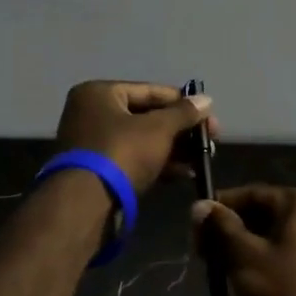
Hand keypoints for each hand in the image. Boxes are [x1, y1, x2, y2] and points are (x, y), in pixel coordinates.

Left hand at [55, 81, 214, 194]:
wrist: (86, 204)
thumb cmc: (122, 152)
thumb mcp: (159, 129)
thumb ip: (184, 113)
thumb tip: (206, 100)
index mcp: (98, 93)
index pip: (149, 91)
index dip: (182, 102)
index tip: (208, 115)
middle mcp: (90, 113)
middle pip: (145, 116)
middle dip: (179, 130)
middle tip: (208, 140)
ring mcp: (92, 144)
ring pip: (140, 140)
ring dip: (172, 149)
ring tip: (201, 159)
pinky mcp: (97, 171)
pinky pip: (133, 159)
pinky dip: (157, 163)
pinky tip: (184, 173)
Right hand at [191, 186, 295, 295]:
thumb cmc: (286, 292)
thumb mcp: (245, 256)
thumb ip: (221, 227)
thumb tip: (200, 205)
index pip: (251, 194)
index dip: (219, 209)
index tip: (195, 231)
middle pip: (263, 215)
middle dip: (230, 233)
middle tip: (205, 257)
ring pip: (273, 239)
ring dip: (245, 252)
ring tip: (222, 275)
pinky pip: (287, 258)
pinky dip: (265, 266)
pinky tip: (248, 287)